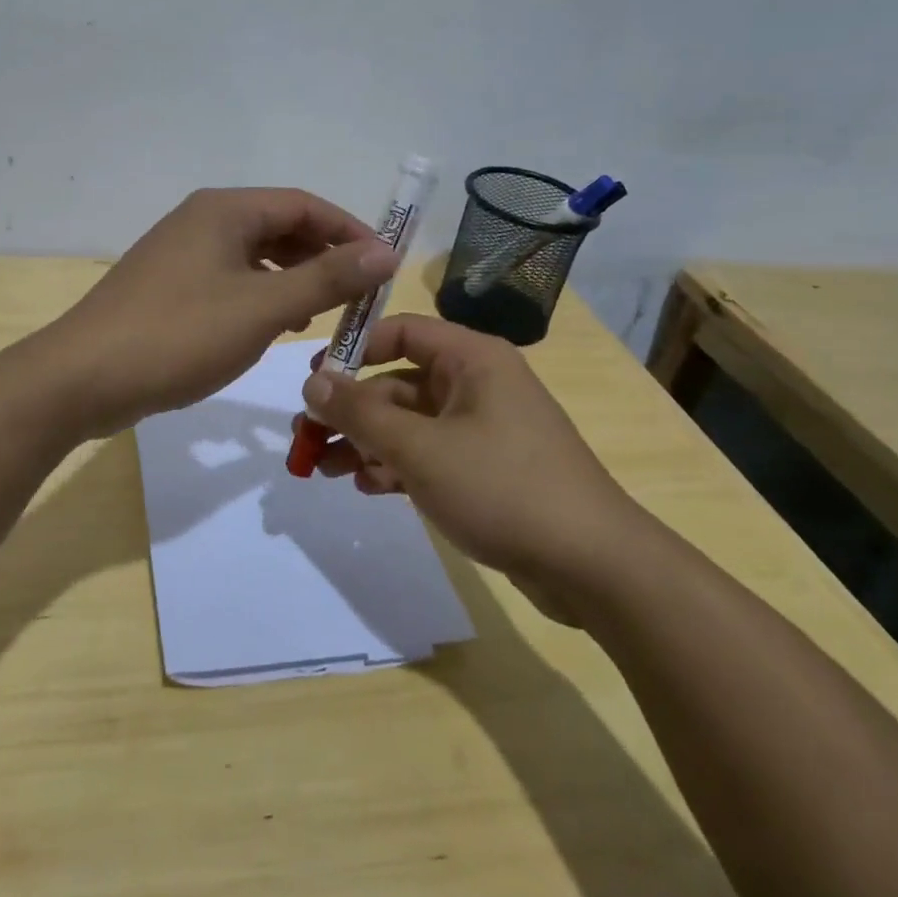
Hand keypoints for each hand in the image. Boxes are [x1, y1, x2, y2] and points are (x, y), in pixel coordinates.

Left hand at [39, 188, 397, 436]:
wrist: (83, 378)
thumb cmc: (179, 335)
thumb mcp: (263, 308)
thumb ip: (326, 279)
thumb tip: (385, 252)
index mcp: (225, 210)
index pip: (304, 205)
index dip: (349, 232)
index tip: (384, 267)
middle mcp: (201, 220)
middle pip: (279, 227)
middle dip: (322, 257)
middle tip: (358, 296)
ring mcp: (179, 254)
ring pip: (253, 256)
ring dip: (293, 279)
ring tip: (323, 313)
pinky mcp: (167, 288)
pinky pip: (229, 280)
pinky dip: (260, 296)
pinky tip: (272, 327)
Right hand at [298, 314, 650, 622]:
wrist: (591, 566)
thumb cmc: (502, 487)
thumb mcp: (420, 448)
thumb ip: (360, 412)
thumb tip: (312, 382)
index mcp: (472, 359)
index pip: (402, 331)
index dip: (354, 349)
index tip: (313, 379)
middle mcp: (477, 385)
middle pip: (398, 383)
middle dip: (351, 411)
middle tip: (305, 438)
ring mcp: (482, 429)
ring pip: (409, 423)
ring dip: (366, 442)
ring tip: (322, 469)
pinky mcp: (485, 469)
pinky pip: (428, 454)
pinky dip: (396, 466)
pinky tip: (368, 486)